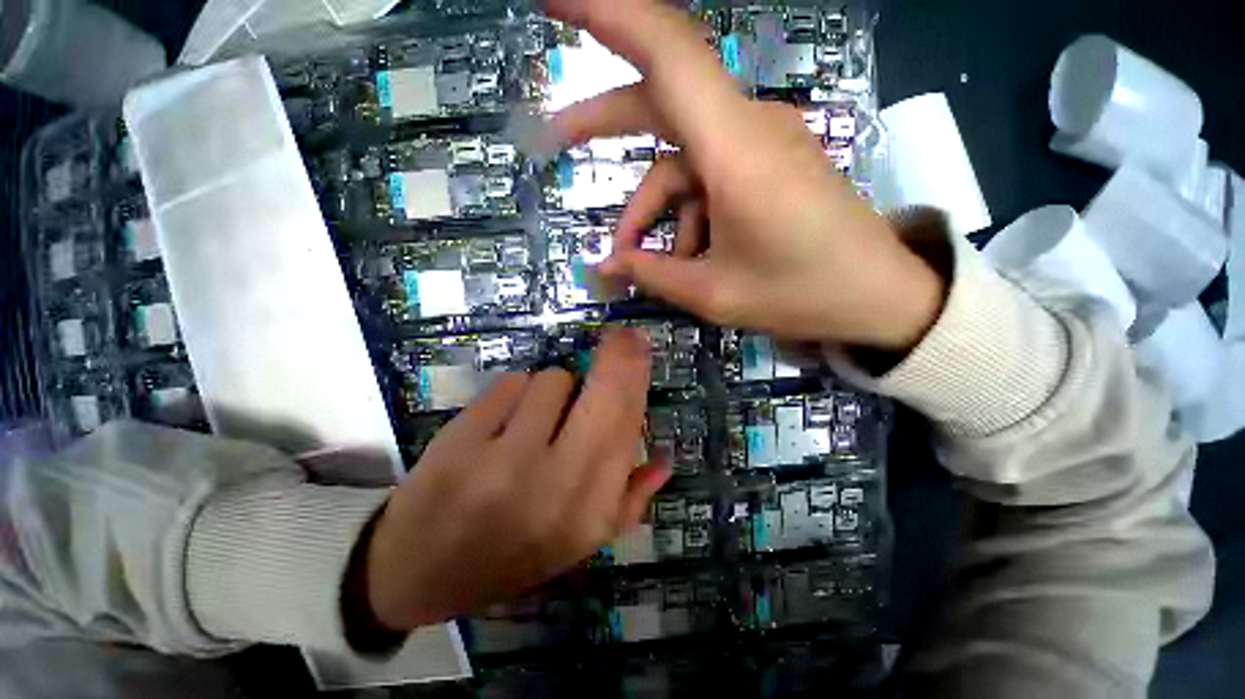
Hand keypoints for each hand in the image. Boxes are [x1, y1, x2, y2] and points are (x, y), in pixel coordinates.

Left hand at [362, 329, 668, 630]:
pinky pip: (511, 383)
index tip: (639, 341)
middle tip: (619, 338)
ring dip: (552, 389)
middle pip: (601, 396)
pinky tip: (500, 421)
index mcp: (590, 511)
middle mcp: (555, 485)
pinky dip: (514, 392)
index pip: (627, 426)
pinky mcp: (460, 440)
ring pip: (552, 380)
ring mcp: (503, 462)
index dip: (636, 377)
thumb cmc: (511, 554)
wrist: (419, 571)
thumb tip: (665, 459)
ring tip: (536, 417)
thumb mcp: (580, 542)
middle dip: (615, 356)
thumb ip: (630, 501)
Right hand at [548, 0, 943, 350]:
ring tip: (641, 262)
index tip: (555, 1)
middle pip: (661, 101)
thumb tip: (606, 266)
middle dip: (605, 124)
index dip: (607, 14)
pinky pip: (707, 180)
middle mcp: (747, 129)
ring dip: (653, 211)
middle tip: (556, 141)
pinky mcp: (767, 166)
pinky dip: (684, 216)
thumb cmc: (802, 295)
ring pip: (681, 163)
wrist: (877, 297)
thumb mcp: (714, 294)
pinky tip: (686, 258)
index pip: (666, 53)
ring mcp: (760, 146)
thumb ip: (652, 275)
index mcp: (736, 149)